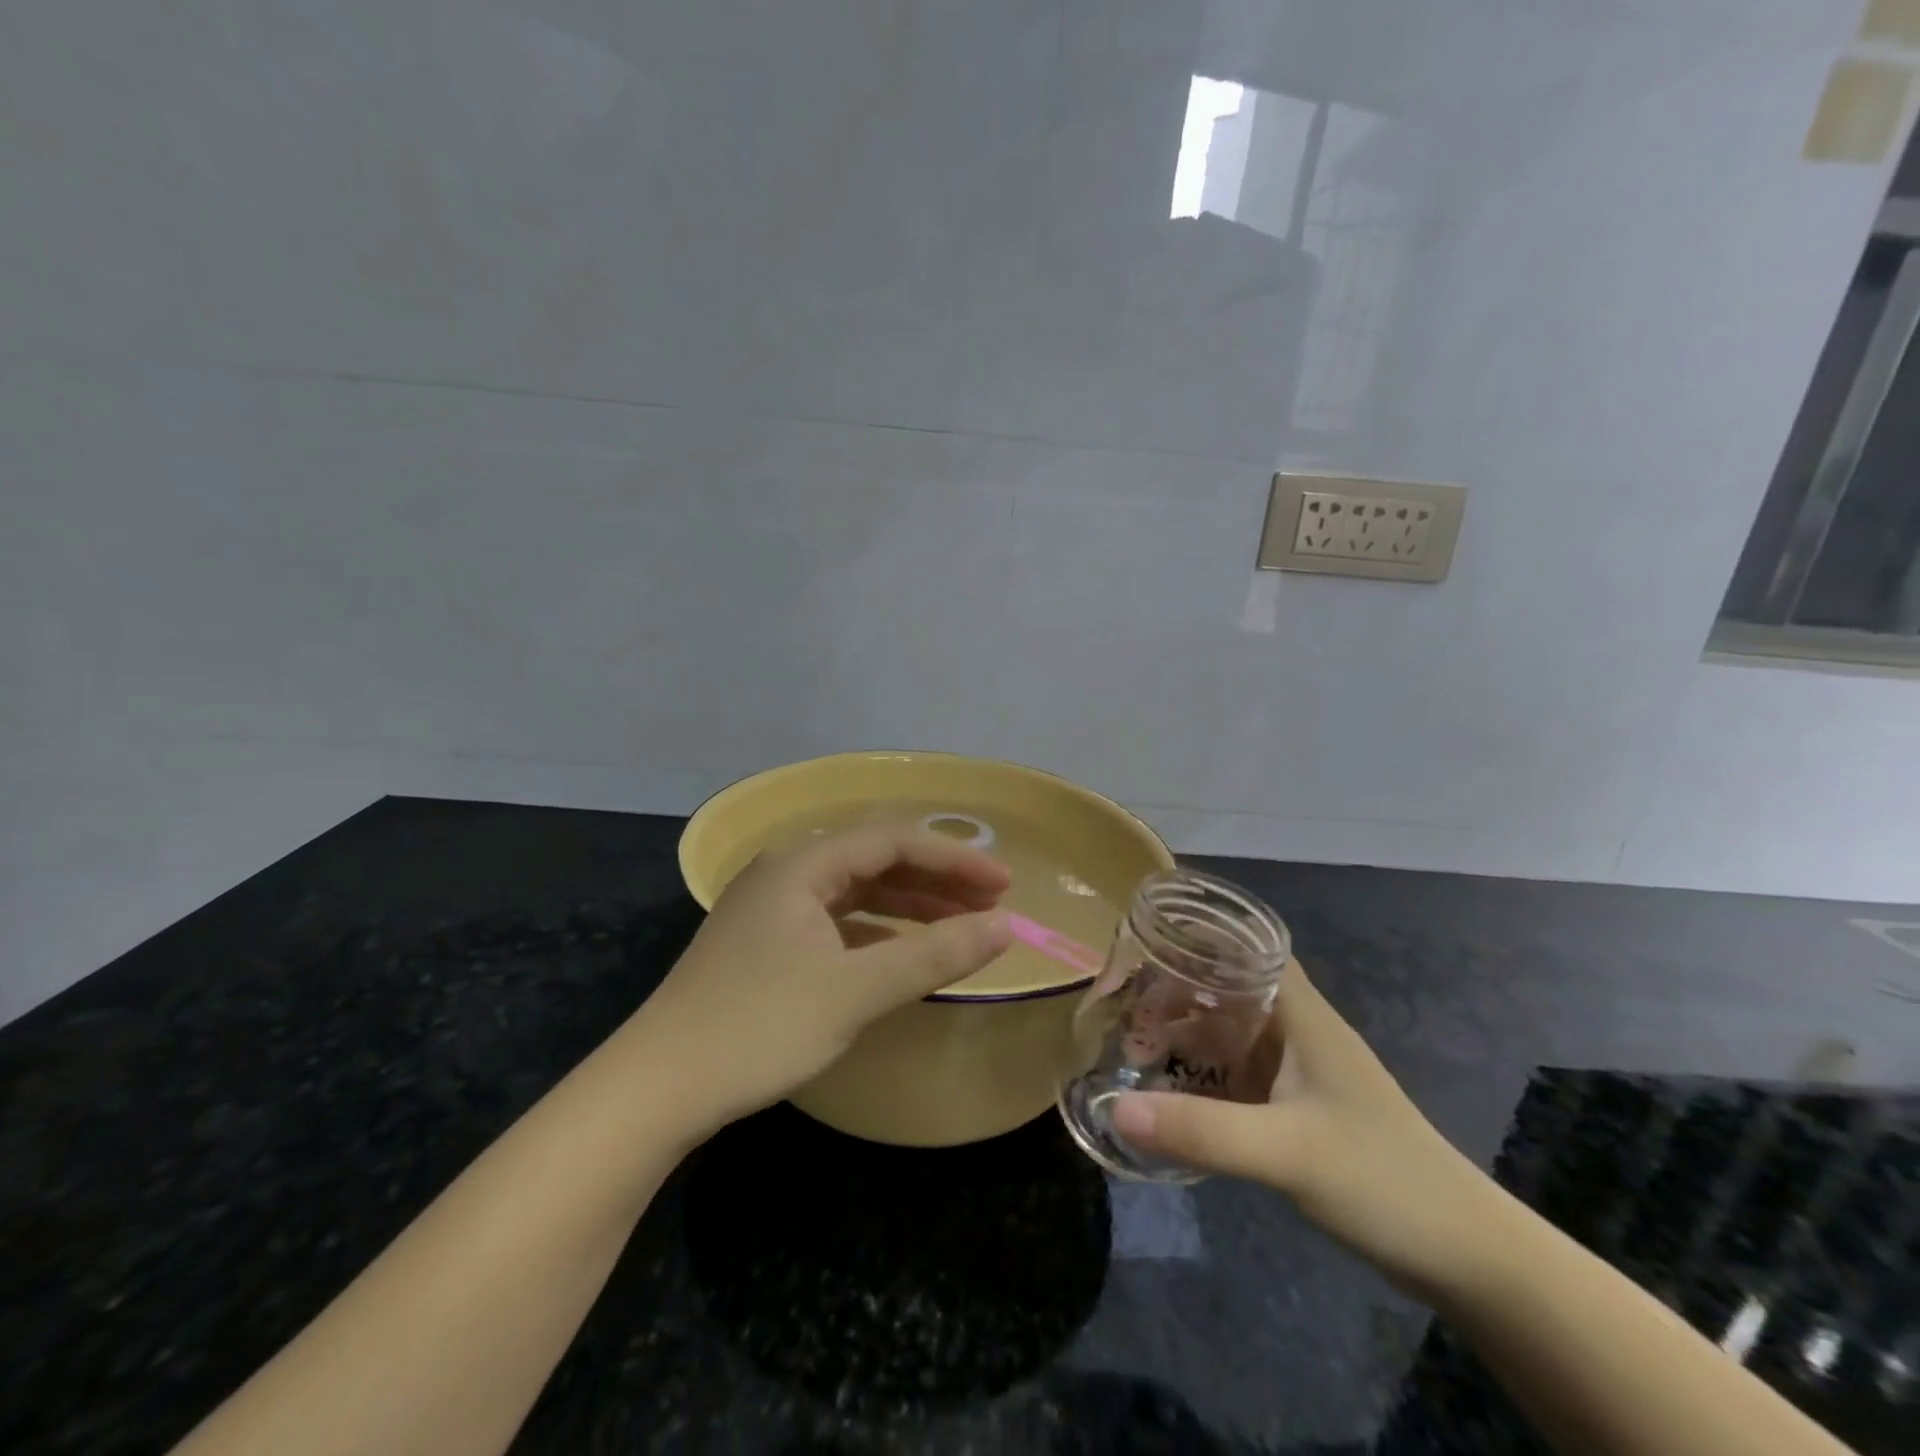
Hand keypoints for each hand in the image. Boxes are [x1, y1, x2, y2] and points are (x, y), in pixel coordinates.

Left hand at [637, 823, 1012, 1133]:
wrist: (657, 1088)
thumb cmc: (758, 1027)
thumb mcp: (854, 991)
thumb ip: (934, 955)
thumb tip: (1006, 926)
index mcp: (801, 865)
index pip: (893, 842)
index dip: (954, 860)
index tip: (1004, 885)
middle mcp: (785, 872)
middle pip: (875, 861)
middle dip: (935, 880)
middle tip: (990, 903)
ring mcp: (772, 909)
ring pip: (855, 893)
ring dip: (909, 906)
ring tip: (960, 923)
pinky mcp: (766, 944)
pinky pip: (836, 922)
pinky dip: (877, 933)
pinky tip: (903, 954)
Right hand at [1110, 961, 1495, 1300]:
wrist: (1467, 1256)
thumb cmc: (1382, 1179)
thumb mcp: (1286, 1152)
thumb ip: (1202, 1130)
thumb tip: (1115, 1109)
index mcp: (1300, 1013)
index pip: (1243, 946)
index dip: (1194, 936)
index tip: (1141, 942)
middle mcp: (1296, 1030)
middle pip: (1227, 987)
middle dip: (1175, 991)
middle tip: (1120, 1005)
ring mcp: (1300, 1072)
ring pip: (1230, 1032)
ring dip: (1187, 1034)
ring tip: (1134, 1048)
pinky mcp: (1299, 1110)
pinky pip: (1237, 1074)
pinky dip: (1203, 1074)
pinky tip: (1172, 1094)